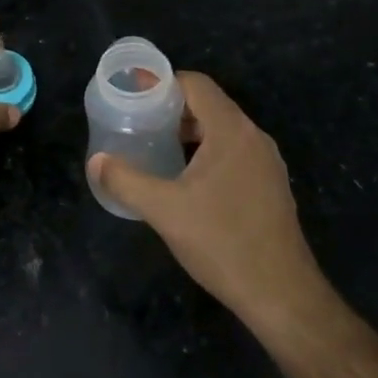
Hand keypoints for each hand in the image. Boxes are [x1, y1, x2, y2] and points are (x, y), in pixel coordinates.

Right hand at [88, 72, 328, 333]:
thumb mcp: (165, 211)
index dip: (164, 84)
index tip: (135, 96)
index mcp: (232, 131)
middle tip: (140, 124)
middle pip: (210, 105)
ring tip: (158, 149)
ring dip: (191, 133)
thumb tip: (96, 161)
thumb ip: (126, 181)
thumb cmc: (222, 242)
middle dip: (173, 110)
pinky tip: (188, 181)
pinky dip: (209, 153)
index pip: (196, 85)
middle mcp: (254, 137)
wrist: (282, 294)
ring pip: (223, 131)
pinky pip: (235, 153)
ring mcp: (267, 162)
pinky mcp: (271, 186)